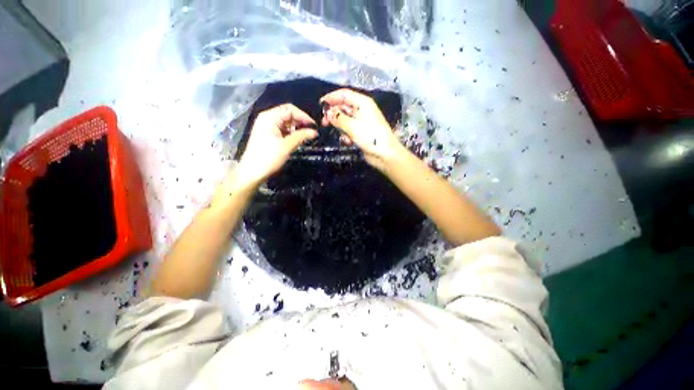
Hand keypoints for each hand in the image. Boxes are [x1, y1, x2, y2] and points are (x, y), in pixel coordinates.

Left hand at [236, 104, 316, 188]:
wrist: (253, 172)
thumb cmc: (268, 157)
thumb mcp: (287, 146)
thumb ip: (301, 136)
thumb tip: (314, 132)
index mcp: (270, 117)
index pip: (290, 110)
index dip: (303, 116)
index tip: (314, 126)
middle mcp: (268, 118)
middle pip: (288, 114)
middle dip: (300, 121)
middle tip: (311, 131)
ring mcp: (267, 126)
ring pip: (286, 122)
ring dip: (296, 128)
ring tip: (305, 136)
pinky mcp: (268, 134)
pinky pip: (282, 129)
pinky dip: (291, 133)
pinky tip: (297, 139)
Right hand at [320, 88, 403, 170]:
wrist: (385, 154)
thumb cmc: (370, 137)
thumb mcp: (352, 126)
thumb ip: (338, 118)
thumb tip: (328, 113)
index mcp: (362, 103)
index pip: (344, 94)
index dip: (331, 97)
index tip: (320, 105)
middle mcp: (362, 110)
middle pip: (343, 107)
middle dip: (334, 115)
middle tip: (324, 123)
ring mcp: (362, 122)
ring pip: (345, 120)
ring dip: (341, 128)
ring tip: (342, 136)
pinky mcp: (361, 133)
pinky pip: (349, 130)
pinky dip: (347, 135)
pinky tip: (349, 142)